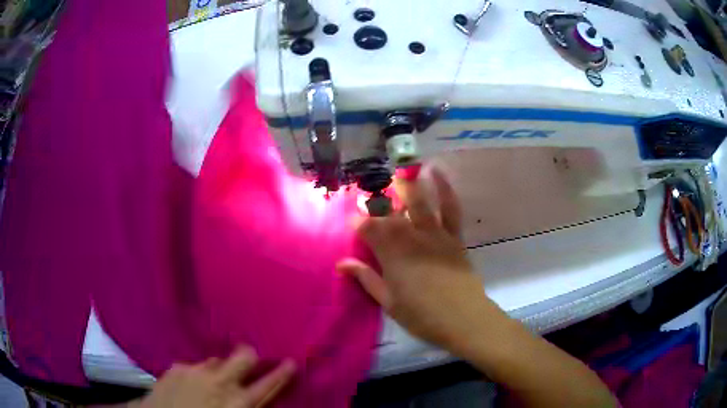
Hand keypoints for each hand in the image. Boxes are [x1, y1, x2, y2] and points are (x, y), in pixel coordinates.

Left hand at [134, 347, 295, 407]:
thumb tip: (252, 400)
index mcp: (237, 403)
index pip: (267, 384)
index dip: (282, 373)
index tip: (291, 362)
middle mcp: (219, 382)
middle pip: (244, 356)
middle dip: (249, 357)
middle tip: (248, 363)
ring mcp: (196, 371)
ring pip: (217, 360)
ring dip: (220, 369)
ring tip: (212, 382)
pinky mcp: (176, 367)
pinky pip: (195, 365)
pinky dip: (198, 373)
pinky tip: (190, 385)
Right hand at [337, 168, 495, 350]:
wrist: (463, 318)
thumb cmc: (422, 315)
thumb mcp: (388, 301)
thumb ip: (366, 278)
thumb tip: (341, 263)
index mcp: (392, 255)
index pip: (369, 230)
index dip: (357, 223)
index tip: (351, 221)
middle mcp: (411, 238)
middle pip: (392, 213)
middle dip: (379, 200)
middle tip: (370, 192)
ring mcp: (435, 234)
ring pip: (419, 203)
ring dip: (408, 185)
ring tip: (400, 170)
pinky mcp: (454, 236)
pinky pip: (450, 208)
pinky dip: (444, 189)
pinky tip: (437, 173)